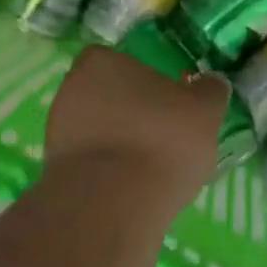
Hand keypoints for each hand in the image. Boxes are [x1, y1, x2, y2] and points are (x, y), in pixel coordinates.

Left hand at [45, 46, 229, 207]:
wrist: (113, 205)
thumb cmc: (161, 139)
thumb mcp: (205, 109)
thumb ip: (209, 90)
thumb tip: (211, 82)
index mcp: (100, 62)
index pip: (123, 61)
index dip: (147, 80)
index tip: (169, 101)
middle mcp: (71, 89)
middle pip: (109, 95)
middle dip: (132, 112)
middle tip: (164, 133)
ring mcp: (58, 132)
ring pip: (98, 130)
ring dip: (120, 142)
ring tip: (152, 166)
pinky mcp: (55, 172)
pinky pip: (91, 163)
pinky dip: (109, 171)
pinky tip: (134, 187)